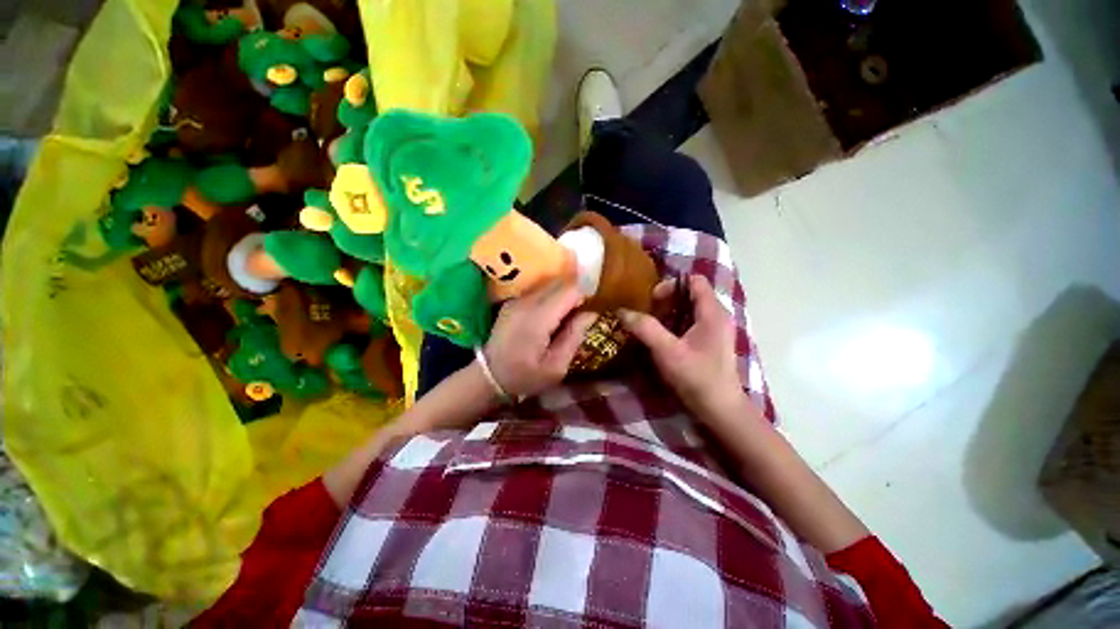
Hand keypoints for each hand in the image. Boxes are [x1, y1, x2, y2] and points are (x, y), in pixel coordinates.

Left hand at [484, 283, 597, 398]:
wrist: (488, 376)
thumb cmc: (525, 377)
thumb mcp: (556, 367)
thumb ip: (574, 336)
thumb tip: (591, 313)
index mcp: (538, 318)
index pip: (570, 290)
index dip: (586, 296)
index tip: (593, 310)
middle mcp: (526, 302)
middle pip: (560, 283)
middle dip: (576, 294)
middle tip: (582, 314)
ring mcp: (517, 300)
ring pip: (550, 285)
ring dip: (563, 295)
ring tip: (568, 316)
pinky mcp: (512, 302)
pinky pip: (539, 291)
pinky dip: (551, 298)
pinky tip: (551, 317)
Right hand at [619, 274, 744, 418]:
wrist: (719, 409)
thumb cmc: (697, 377)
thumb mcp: (668, 352)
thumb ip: (645, 329)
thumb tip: (622, 311)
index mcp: (712, 313)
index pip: (694, 281)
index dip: (671, 285)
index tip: (652, 300)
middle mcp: (716, 316)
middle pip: (690, 294)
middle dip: (666, 300)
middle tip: (647, 313)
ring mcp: (714, 330)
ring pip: (688, 309)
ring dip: (668, 313)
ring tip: (650, 325)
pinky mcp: (709, 342)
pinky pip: (689, 323)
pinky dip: (674, 324)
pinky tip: (661, 338)